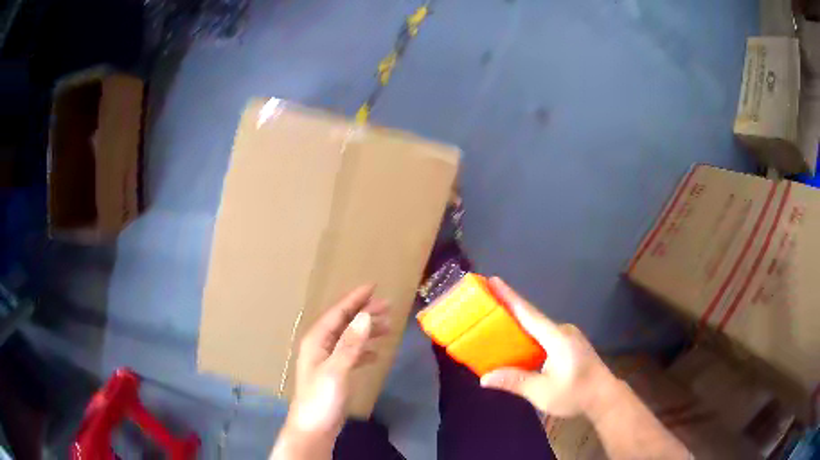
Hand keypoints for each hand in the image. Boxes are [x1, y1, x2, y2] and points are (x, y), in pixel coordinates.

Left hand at [272, 285, 388, 458]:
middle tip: (388, 306)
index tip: (373, 287)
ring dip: (367, 331)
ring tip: (388, 327)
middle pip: (344, 323)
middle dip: (364, 313)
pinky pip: (351, 354)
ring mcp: (327, 360)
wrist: (314, 428)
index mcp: (316, 341)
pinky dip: (363, 350)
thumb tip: (365, 315)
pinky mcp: (334, 374)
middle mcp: (320, 346)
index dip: (355, 299)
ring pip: (349, 338)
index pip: (337, 313)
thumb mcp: (336, 370)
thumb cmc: (321, 398)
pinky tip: (375, 353)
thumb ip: (350, 343)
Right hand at [480, 277, 617, 418]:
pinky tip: (519, 342)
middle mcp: (563, 331)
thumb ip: (515, 381)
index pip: (529, 314)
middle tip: (487, 302)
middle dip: (510, 308)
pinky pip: (545, 334)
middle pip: (532, 317)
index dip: (510, 297)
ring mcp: (569, 336)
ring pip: (539, 327)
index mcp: (557, 337)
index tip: (494, 280)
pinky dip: (529, 334)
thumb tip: (484, 378)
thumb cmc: (575, 393)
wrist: (605, 397)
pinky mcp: (570, 344)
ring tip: (497, 322)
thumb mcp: (543, 392)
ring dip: (519, 323)